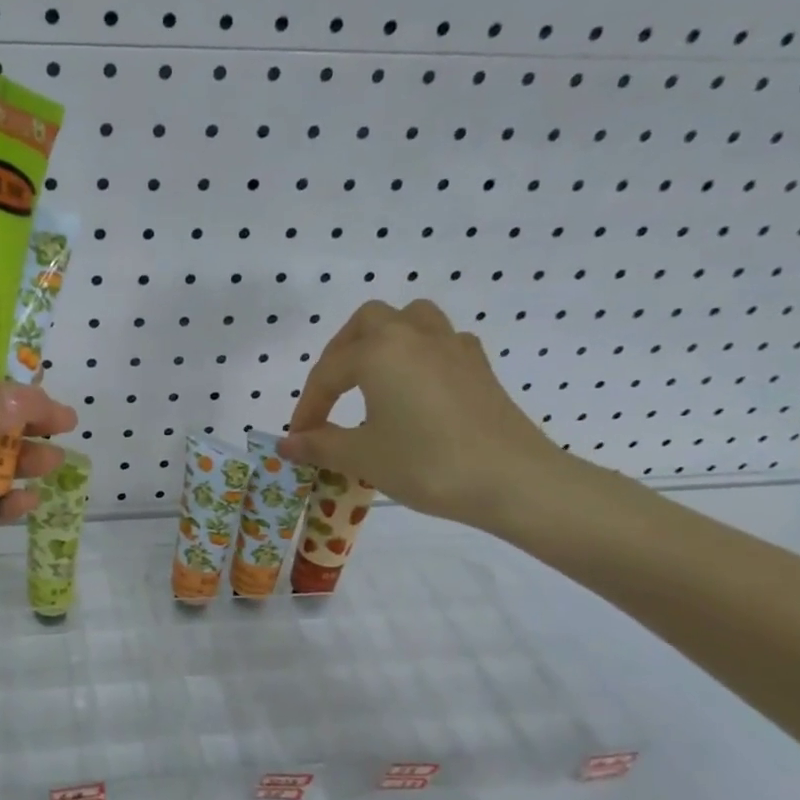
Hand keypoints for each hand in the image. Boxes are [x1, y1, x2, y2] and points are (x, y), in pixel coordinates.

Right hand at [281, 300, 564, 530]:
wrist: (513, 480)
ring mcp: (452, 345)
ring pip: (409, 319)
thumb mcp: (363, 456)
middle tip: (330, 393)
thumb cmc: (427, 463)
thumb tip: (287, 444)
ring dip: (382, 339)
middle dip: (340, 354)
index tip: (298, 440)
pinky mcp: (478, 365)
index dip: (307, 407)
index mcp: (378, 351)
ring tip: (371, 374)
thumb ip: (320, 445)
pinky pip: (440, 341)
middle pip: (367, 324)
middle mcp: (413, 335)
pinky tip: (416, 385)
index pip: (327, 374)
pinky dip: (419, 353)